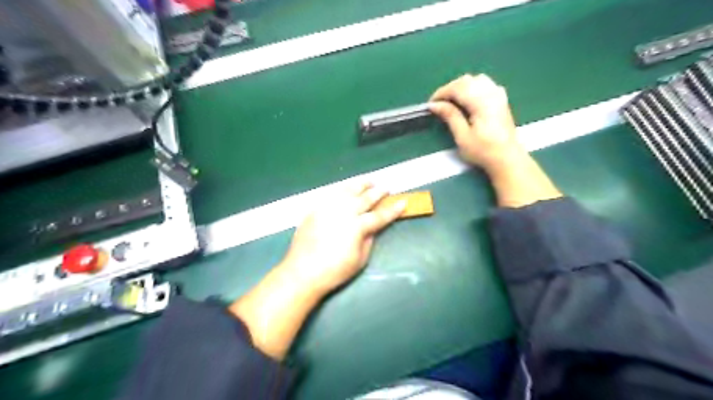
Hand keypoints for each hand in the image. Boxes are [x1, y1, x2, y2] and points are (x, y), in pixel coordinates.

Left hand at [280, 183, 406, 294]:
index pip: (379, 215)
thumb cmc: (334, 270)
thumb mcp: (360, 259)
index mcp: (357, 226)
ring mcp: (328, 208)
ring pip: (347, 190)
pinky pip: (331, 194)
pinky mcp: (315, 209)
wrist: (302, 272)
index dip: (392, 210)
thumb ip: (369, 239)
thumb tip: (371, 228)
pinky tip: (346, 189)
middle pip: (364, 198)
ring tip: (369, 181)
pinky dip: (342, 190)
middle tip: (386, 189)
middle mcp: (343, 212)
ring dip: (360, 184)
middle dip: (378, 192)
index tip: (403, 202)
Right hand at [428, 72, 563, 207]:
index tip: (431, 104)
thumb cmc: (483, 150)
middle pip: (466, 81)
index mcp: (481, 102)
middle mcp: (491, 93)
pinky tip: (468, 99)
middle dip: (450, 89)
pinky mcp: (501, 99)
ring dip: (461, 86)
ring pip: (476, 79)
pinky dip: (473, 87)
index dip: (441, 93)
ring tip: (452, 101)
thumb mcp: (462, 136)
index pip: (457, 88)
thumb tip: (434, 105)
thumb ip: (450, 116)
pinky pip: (485, 84)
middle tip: (439, 104)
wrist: (507, 158)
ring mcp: (498, 95)